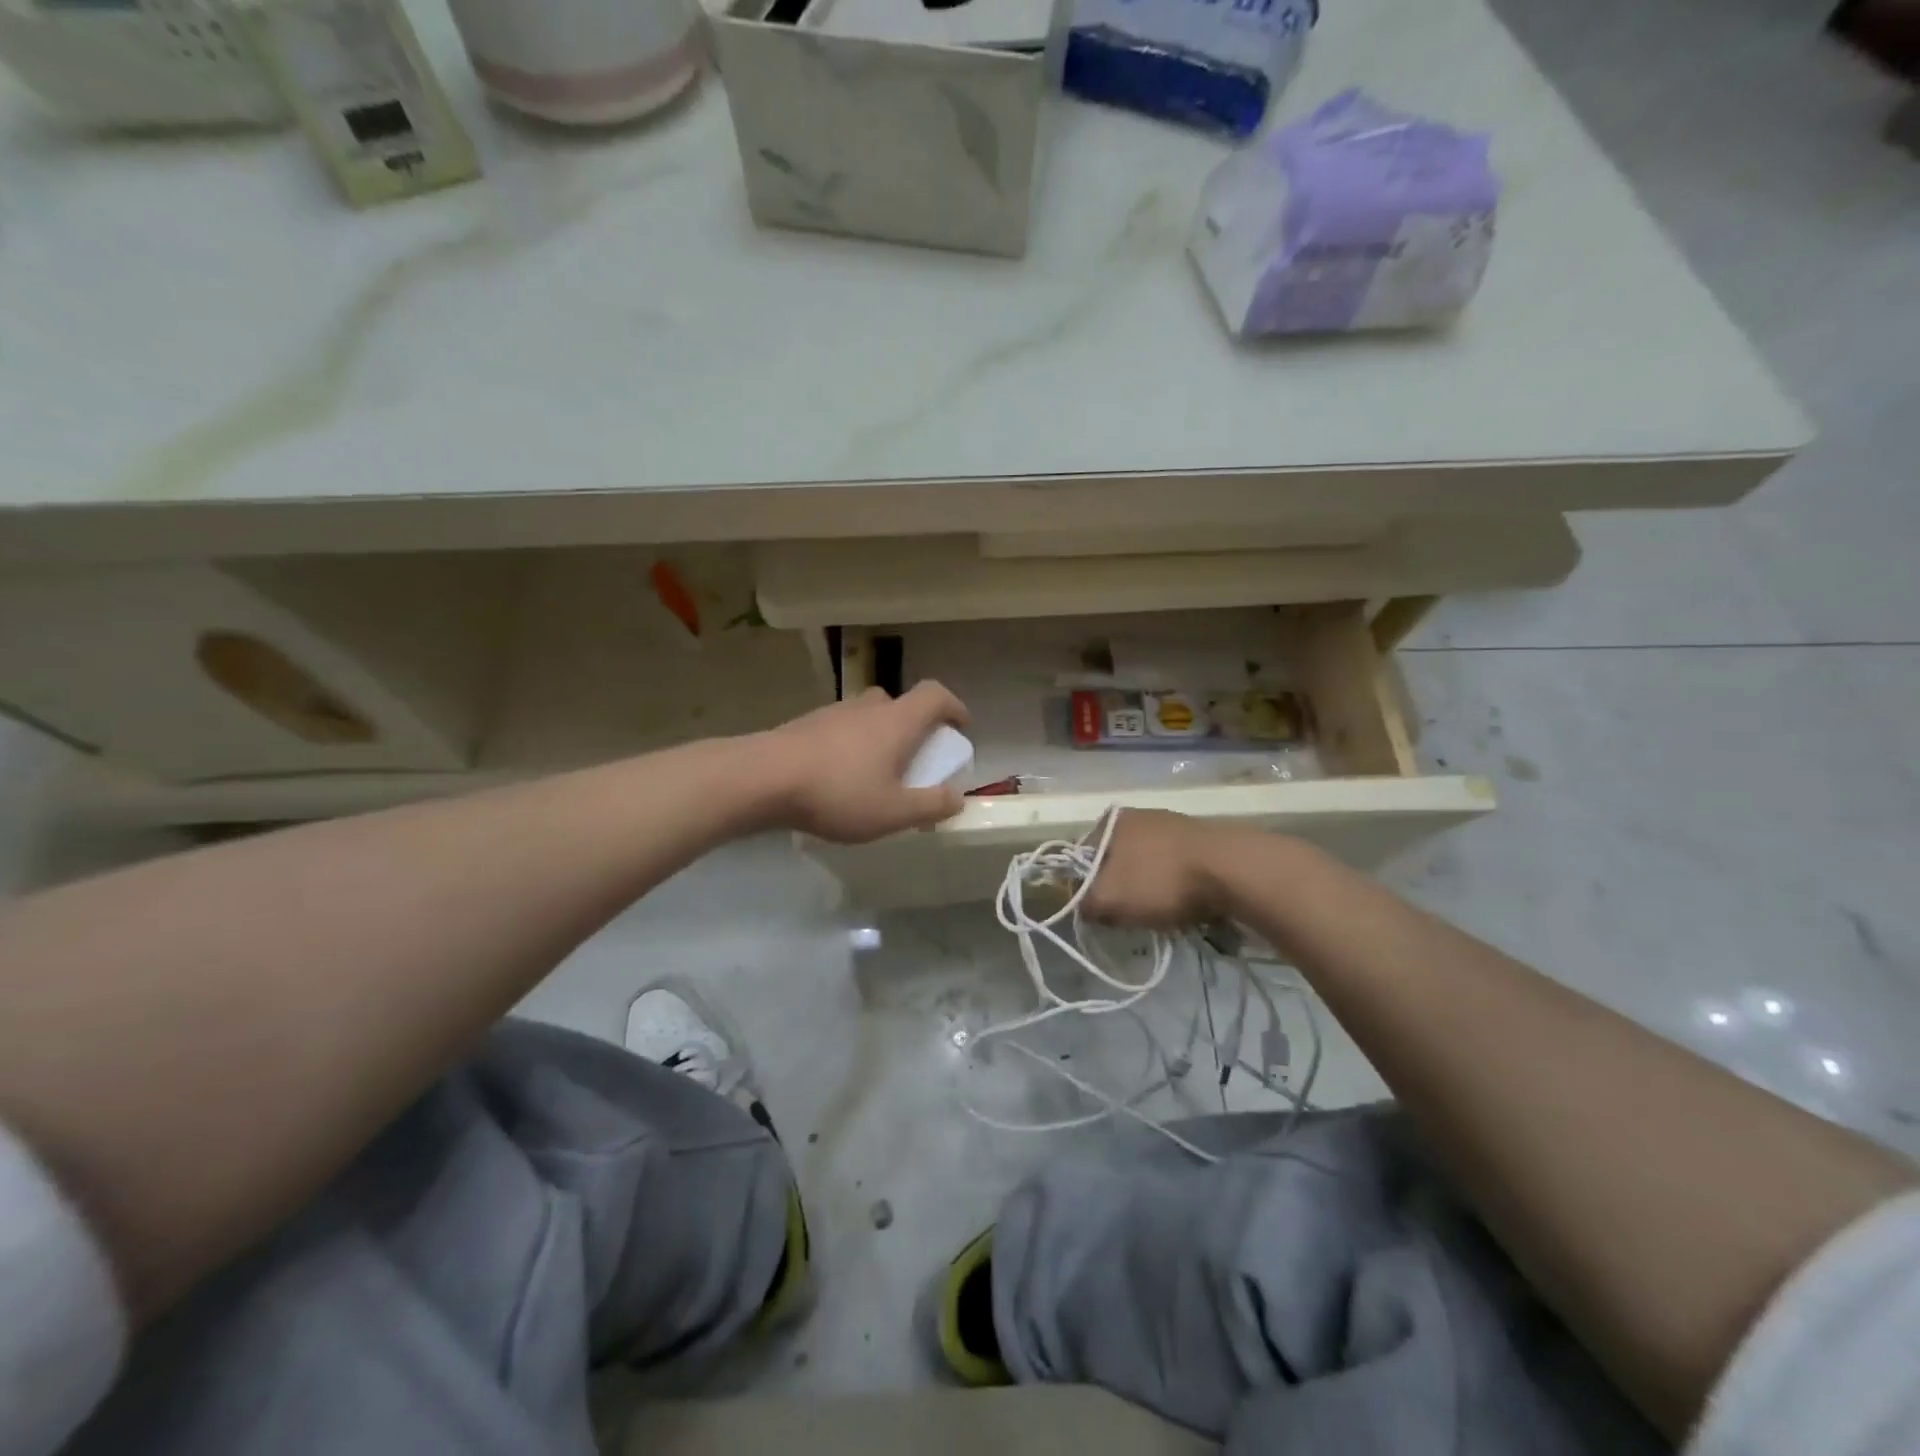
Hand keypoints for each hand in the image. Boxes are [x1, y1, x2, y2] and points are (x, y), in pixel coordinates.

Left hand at [761, 683, 970, 843]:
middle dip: (914, 726)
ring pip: (867, 716)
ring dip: (880, 736)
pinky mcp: (805, 725)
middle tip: (914, 757)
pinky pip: (841, 729)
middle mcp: (868, 708)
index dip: (954, 707)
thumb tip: (957, 798)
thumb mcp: (893, 812)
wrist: (762, 778)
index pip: (935, 695)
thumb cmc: (838, 792)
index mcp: (897, 721)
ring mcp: (833, 713)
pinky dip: (851, 746)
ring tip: (875, 773)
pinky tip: (839, 778)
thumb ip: (930, 806)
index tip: (961, 728)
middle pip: (900, 704)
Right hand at [1081, 809, 1231, 928]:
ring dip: (1149, 889)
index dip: (1085, 889)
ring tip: (1161, 913)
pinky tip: (1186, 903)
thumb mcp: (1108, 899)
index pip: (1081, 859)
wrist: (1232, 870)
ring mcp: (1172, 824)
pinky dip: (1176, 886)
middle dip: (1120, 889)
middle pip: (1116, 862)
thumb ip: (1083, 903)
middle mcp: (1139, 815)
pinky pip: (1176, 868)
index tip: (1100, 913)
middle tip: (1130, 916)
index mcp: (1110, 821)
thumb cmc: (1160, 880)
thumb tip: (1083, 907)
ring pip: (1147, 866)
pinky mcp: (1200, 839)